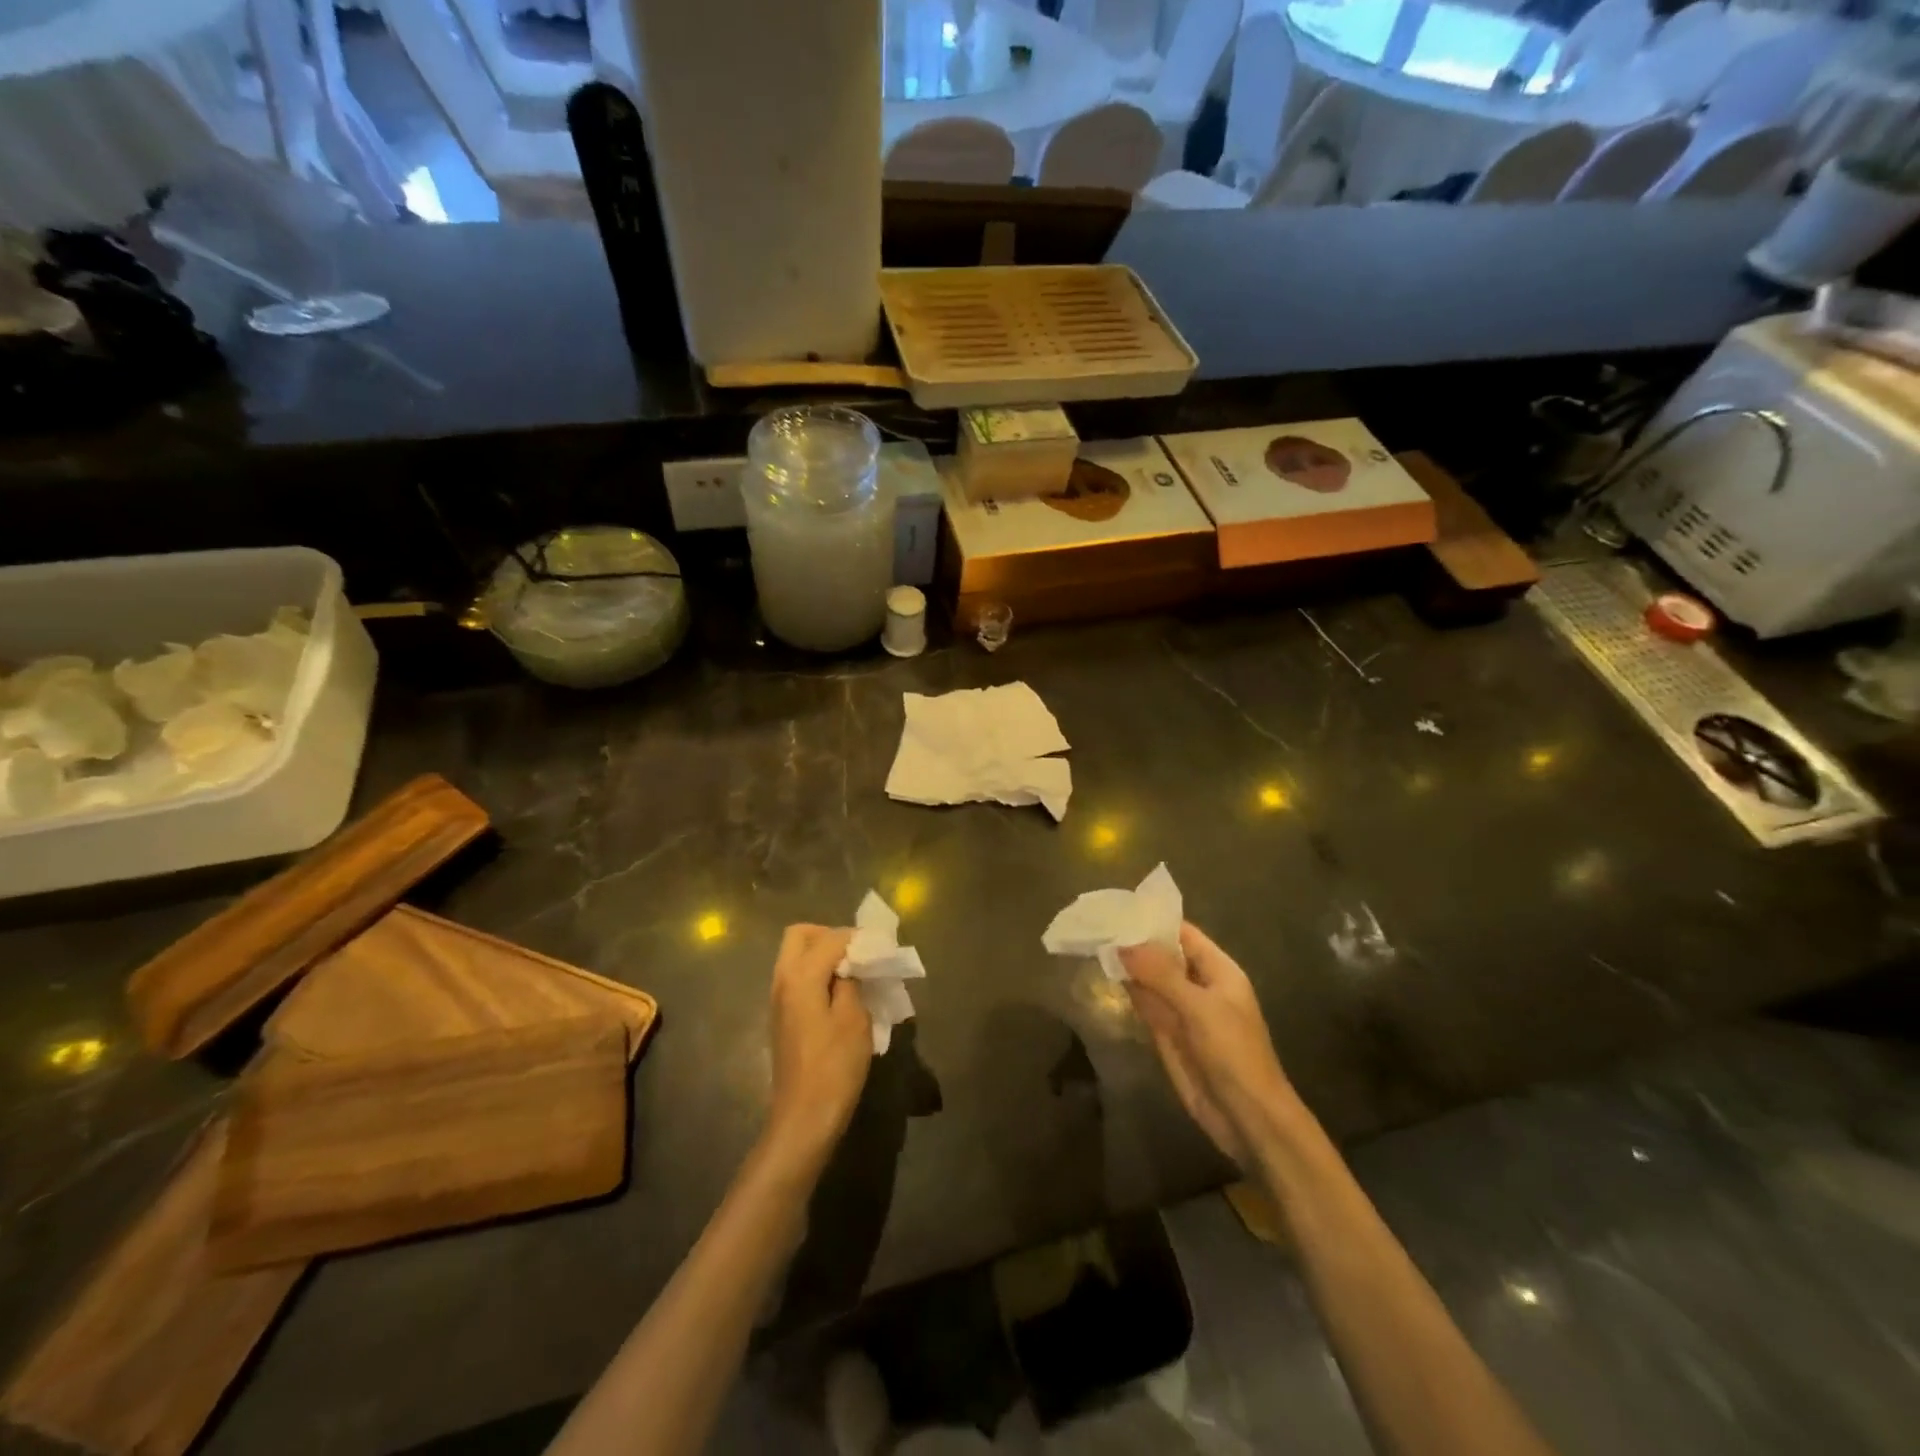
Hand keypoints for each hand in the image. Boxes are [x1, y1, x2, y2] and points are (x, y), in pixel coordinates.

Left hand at [765, 924, 872, 1168]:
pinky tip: (840, 994)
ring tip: (854, 973)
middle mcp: (782, 980)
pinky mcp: (781, 1017)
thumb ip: (851, 982)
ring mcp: (778, 999)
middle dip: (830, 937)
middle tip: (858, 954)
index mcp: (800, 976)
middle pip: (800, 936)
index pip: (830, 939)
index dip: (857, 939)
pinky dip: (817, 974)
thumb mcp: (854, 1019)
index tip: (881, 948)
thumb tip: (851, 964)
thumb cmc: (834, 1067)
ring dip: (823, 955)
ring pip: (796, 956)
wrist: (804, 1117)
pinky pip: (796, 977)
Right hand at [1120, 923, 1295, 1167]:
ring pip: (1151, 980)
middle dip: (1135, 942)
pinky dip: (1129, 992)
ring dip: (1128, 966)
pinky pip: (1146, 1005)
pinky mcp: (1168, 1035)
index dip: (1154, 920)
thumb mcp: (1198, 1007)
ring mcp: (1182, 1012)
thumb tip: (1121, 943)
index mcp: (1218, 971)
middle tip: (1096, 922)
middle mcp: (1199, 986)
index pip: (1183, 934)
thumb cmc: (1233, 1053)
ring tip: (1094, 942)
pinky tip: (1106, 977)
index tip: (1118, 908)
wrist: (1247, 1117)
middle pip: (1163, 956)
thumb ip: (1160, 973)